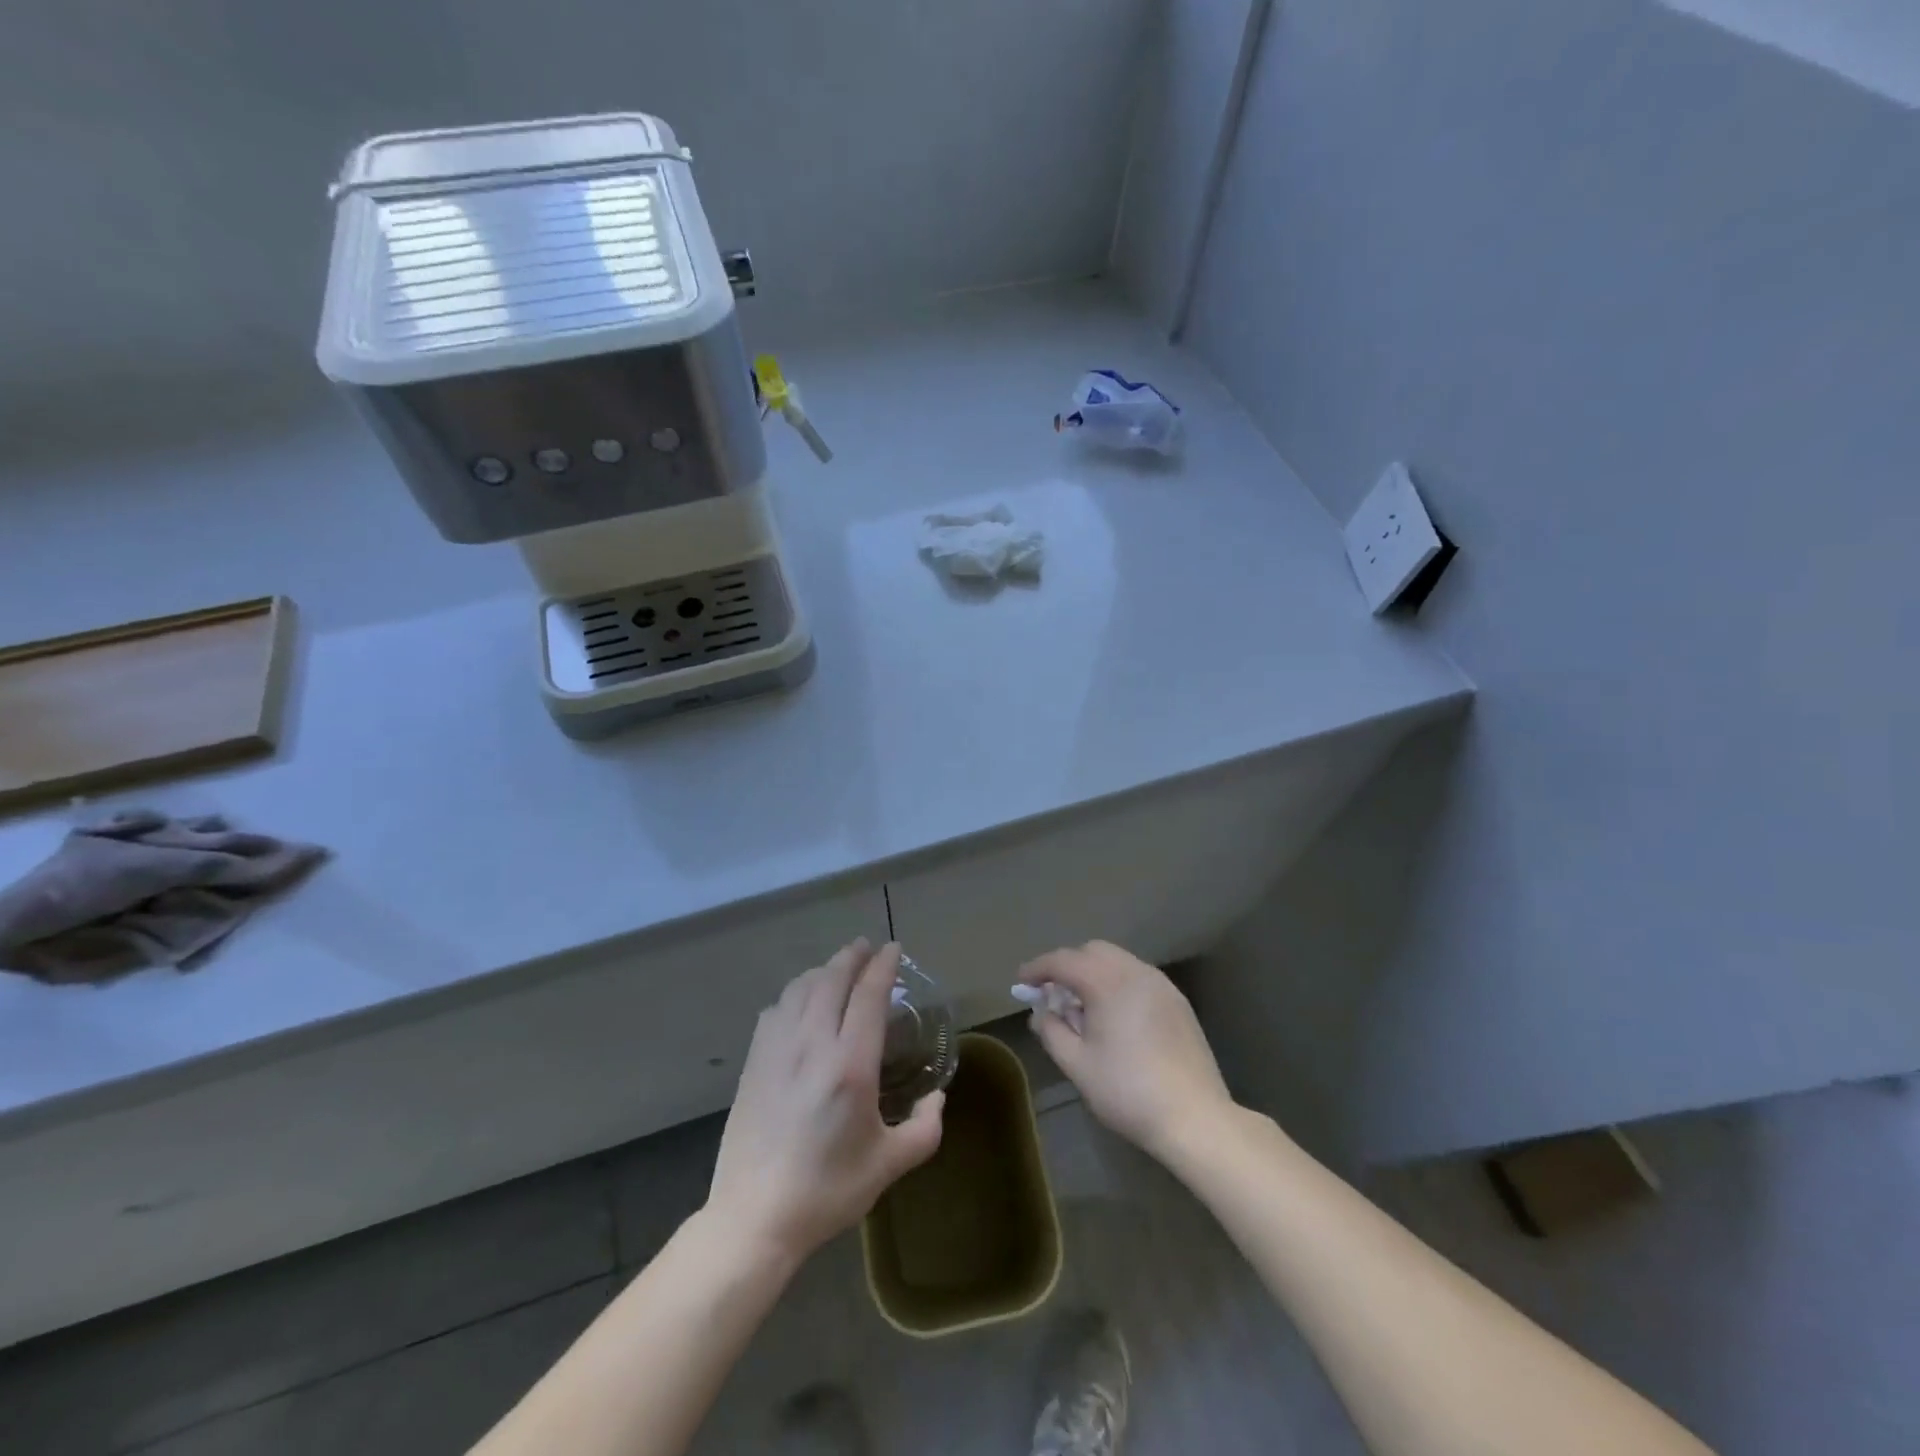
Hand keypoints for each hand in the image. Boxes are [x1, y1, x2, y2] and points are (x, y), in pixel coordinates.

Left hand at [707, 940, 944, 1265]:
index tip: (893, 949)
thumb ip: (924, 1129)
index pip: (868, 995)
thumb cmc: (827, 1191)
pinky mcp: (754, 1063)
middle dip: (852, 956)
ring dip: (823, 971)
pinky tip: (800, 1003)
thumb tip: (937, 1099)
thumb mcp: (888, 1165)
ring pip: (800, 989)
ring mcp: (777, 1050)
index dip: (882, 966)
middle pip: (831, 979)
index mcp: (850, 1064)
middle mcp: (812, 1044)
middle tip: (866, 947)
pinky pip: (776, 1010)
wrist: (754, 1217)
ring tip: (837, 969)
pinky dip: (794, 994)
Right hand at [1019, 941, 1234, 1159]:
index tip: (1021, 982)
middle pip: (1092, 951)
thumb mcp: (1078, 1066)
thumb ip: (1052, 1032)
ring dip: (1093, 972)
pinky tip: (1114, 1015)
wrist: (1195, 1117)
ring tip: (1082, 1006)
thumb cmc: (1128, 1092)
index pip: (1063, 961)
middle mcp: (1135, 972)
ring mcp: (1161, 984)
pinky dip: (1117, 982)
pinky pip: (1138, 976)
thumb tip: (1041, 1013)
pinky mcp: (1177, 1001)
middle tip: (1052, 994)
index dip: (1038, 968)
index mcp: (1108, 983)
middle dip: (1067, 965)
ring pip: (1118, 960)